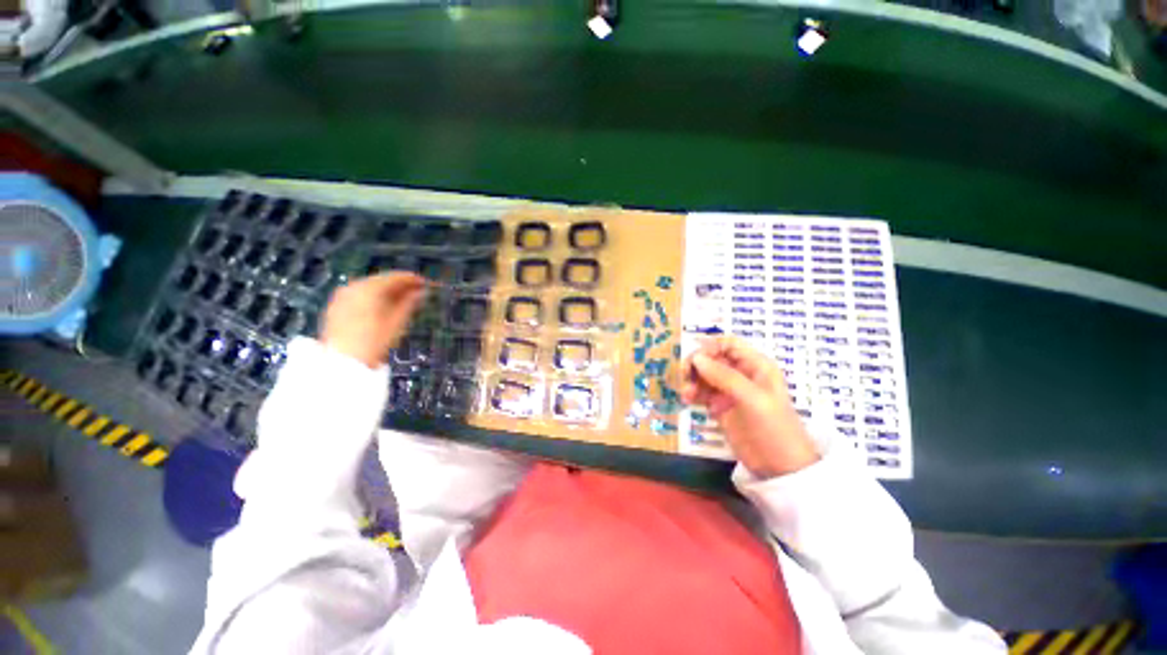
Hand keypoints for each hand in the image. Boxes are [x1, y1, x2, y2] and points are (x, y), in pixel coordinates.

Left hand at [320, 273, 425, 368]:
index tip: (425, 283)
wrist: (343, 362)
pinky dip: (374, 297)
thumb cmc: (373, 342)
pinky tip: (383, 306)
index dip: (412, 279)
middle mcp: (353, 287)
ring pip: (370, 287)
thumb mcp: (397, 322)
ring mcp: (342, 296)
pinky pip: (359, 294)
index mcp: (369, 289)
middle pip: (381, 280)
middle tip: (416, 291)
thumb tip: (421, 292)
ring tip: (402, 299)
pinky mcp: (336, 306)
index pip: (394, 277)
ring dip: (387, 291)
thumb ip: (409, 303)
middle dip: (399, 285)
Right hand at [681, 336, 818, 478]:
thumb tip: (696, 358)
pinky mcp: (719, 406)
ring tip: (686, 393)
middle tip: (684, 375)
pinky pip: (701, 392)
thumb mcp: (753, 399)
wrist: (780, 468)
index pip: (728, 344)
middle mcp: (741, 374)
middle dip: (696, 364)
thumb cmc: (774, 428)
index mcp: (755, 365)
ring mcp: (729, 391)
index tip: (693, 358)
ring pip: (704, 374)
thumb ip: (725, 376)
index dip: (710, 346)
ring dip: (692, 379)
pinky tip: (686, 399)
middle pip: (712, 357)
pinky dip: (692, 392)